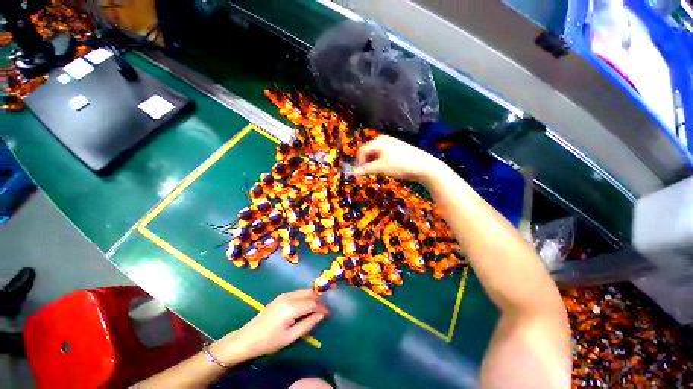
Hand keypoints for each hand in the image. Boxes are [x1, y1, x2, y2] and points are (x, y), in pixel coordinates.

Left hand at [222, 290, 328, 360]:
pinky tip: (307, 304)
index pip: (313, 303)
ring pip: (304, 291)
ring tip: (318, 308)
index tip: (330, 313)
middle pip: (310, 293)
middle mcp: (289, 296)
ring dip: (313, 297)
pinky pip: (298, 292)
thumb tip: (321, 315)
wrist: (248, 338)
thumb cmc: (269, 341)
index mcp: (292, 307)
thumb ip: (308, 324)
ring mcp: (285, 294)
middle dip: (319, 300)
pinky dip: (306, 296)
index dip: (323, 307)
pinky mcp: (281, 296)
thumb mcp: (290, 337)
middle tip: (325, 310)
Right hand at [353, 135, 441, 182]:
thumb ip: (365, 170)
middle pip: (368, 152)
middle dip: (365, 163)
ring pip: (376, 155)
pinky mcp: (398, 150)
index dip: (358, 163)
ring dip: (372, 164)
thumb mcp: (380, 168)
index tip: (358, 175)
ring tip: (375, 173)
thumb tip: (353, 173)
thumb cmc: (400, 165)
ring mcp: (392, 144)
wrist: (424, 166)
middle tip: (366, 174)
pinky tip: (385, 170)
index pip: (362, 151)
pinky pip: (384, 156)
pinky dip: (380, 163)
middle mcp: (383, 140)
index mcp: (378, 141)